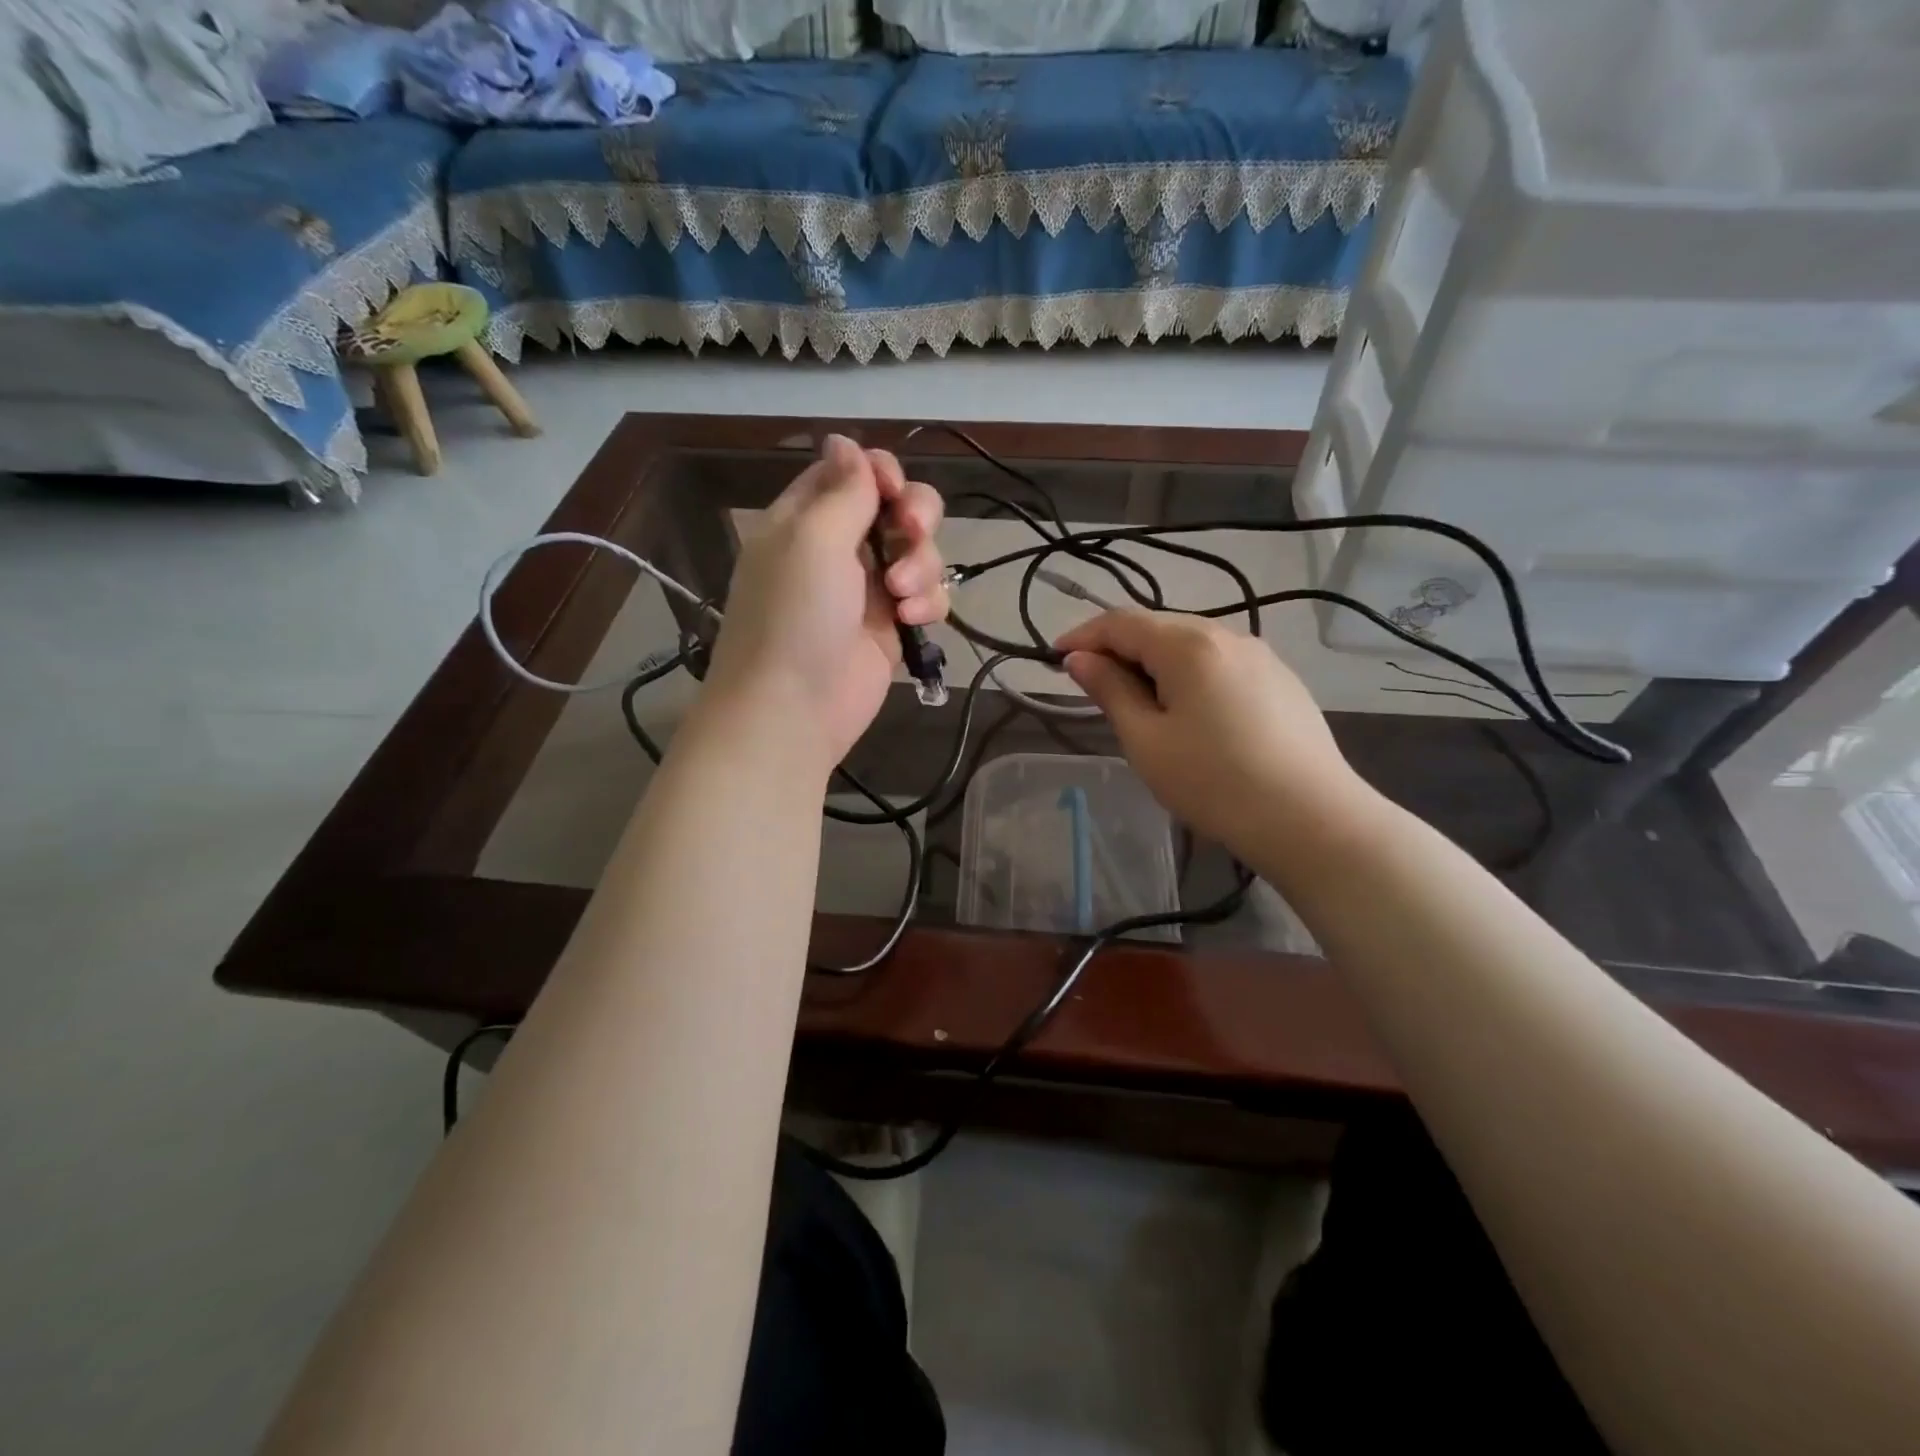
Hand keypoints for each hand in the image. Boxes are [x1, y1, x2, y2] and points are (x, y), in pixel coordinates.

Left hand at [703, 435, 947, 768]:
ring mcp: (868, 589)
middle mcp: (838, 548)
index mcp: (806, 518)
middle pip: (895, 507)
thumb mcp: (812, 539)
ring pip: (918, 551)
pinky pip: (927, 595)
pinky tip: (913, 619)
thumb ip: (842, 490)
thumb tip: (845, 441)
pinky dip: (928, 602)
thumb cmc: (795, 616)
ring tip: (902, 596)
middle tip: (911, 532)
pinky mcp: (892, 626)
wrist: (794, 709)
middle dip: (914, 515)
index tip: (891, 490)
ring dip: (921, 565)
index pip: (850, 473)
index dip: (880, 472)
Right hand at [1056, 611, 1373, 857]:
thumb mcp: (1146, 740)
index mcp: (1188, 644)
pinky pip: (1220, 664)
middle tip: (1091, 684)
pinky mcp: (1281, 681)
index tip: (1053, 658)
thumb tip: (1080, 659)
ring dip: (1154, 663)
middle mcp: (1227, 635)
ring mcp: (1261, 656)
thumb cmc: (1213, 781)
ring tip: (1137, 702)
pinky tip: (1188, 712)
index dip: (1082, 636)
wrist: (1310, 819)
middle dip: (1118, 649)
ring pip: (1191, 645)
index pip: (1121, 622)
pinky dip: (1188, 675)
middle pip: (1158, 628)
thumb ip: (1110, 690)